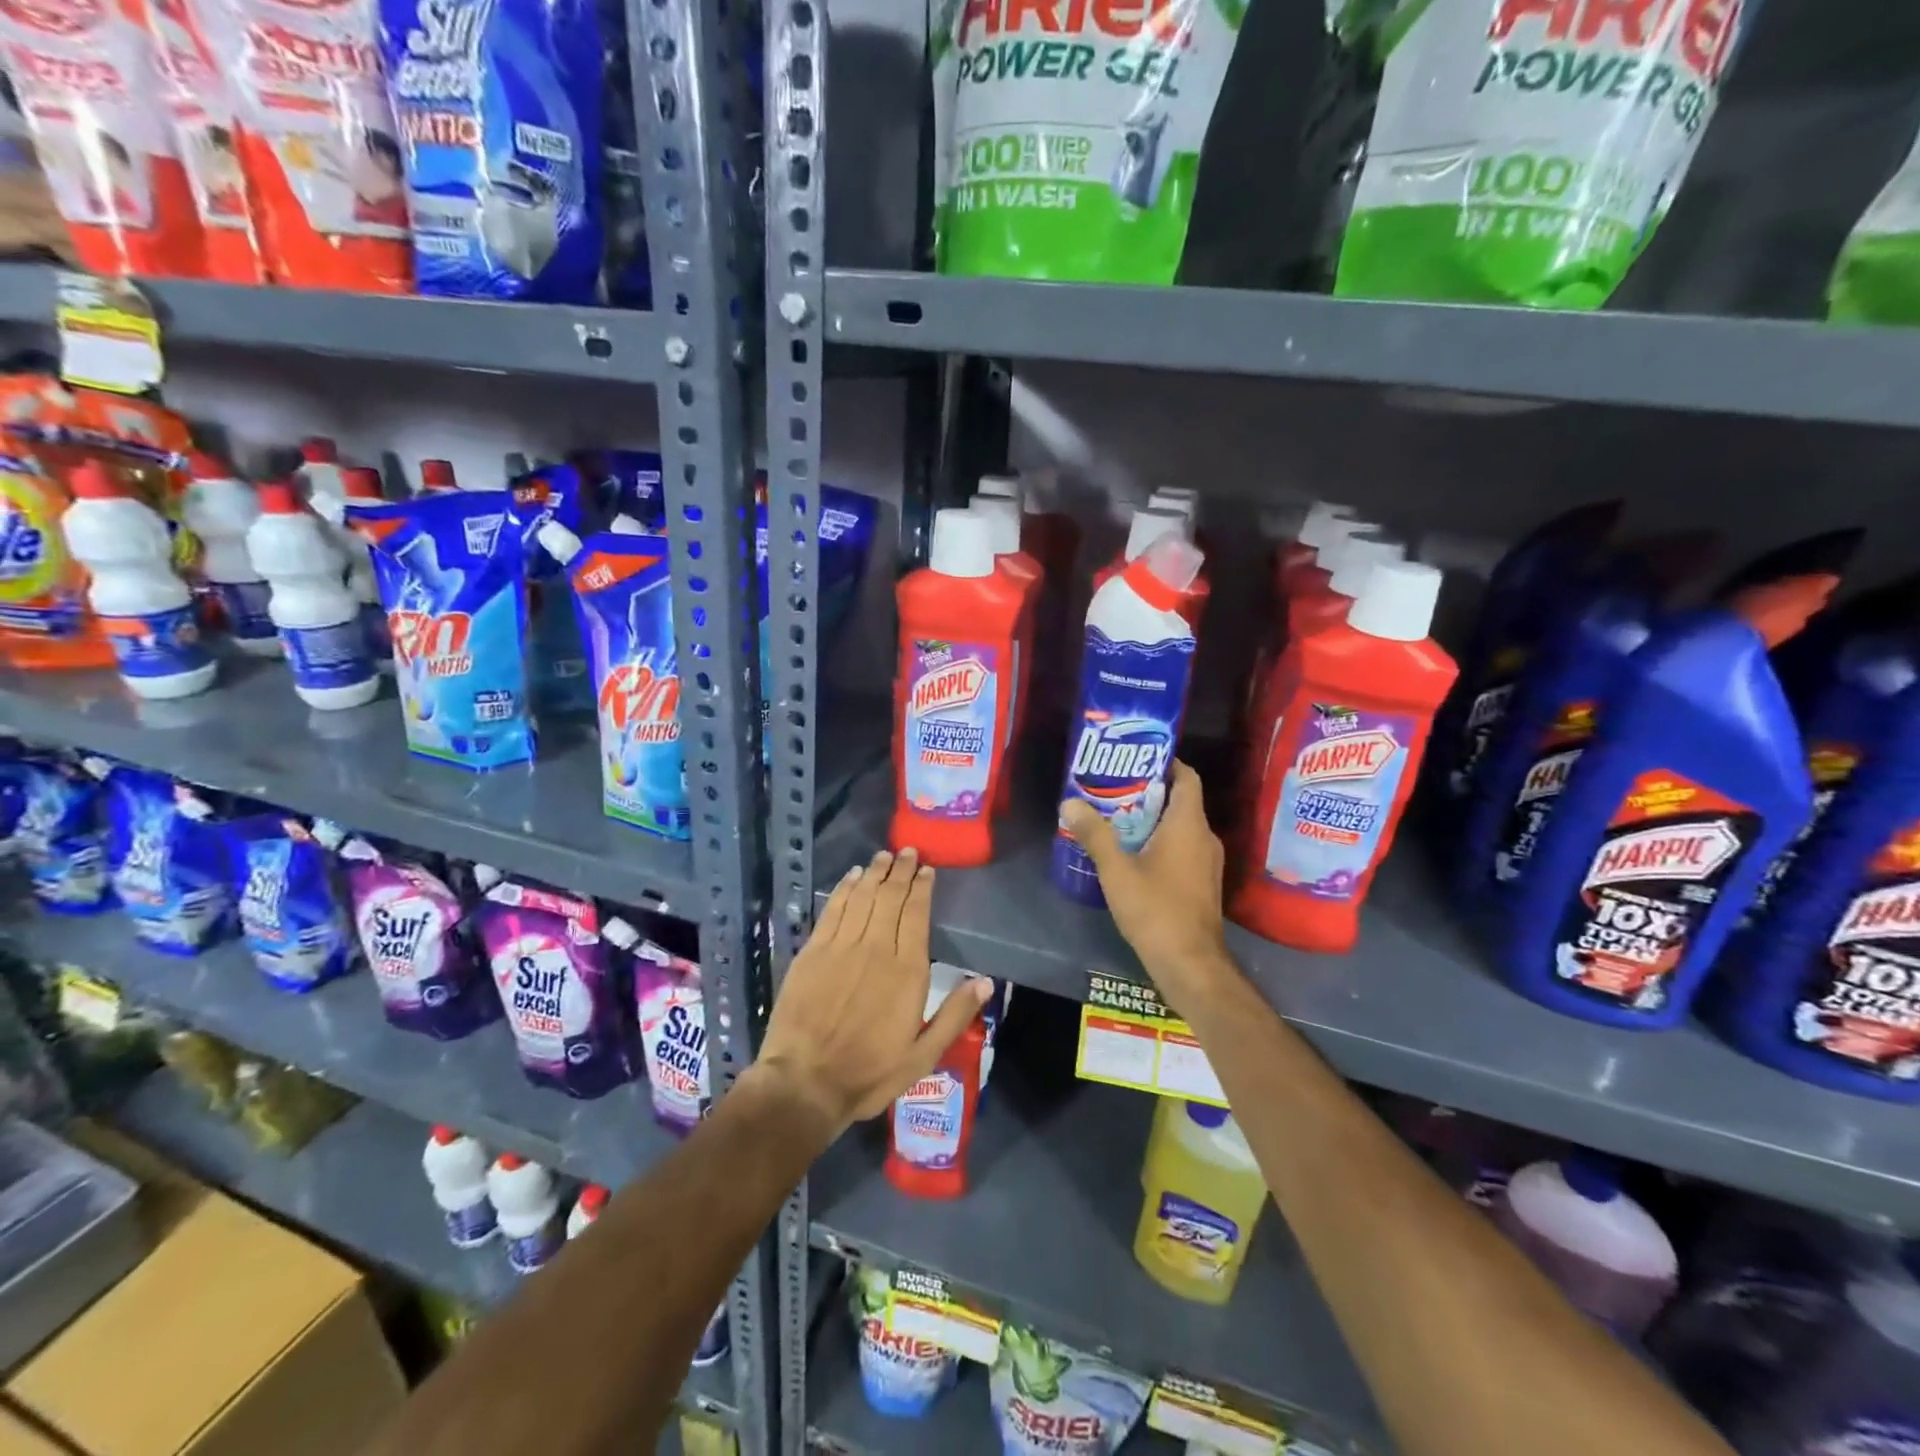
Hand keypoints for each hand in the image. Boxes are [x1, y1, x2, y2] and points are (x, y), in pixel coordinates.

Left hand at [755, 847, 992, 1139]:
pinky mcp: (813, 952)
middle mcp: (876, 949)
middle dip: (901, 871)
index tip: (927, 870)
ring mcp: (841, 947)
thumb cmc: (869, 1073)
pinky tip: (851, 877)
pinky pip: (833, 910)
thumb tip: (985, 981)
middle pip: (890, 898)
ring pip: (862, 897)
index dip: (922, 888)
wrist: (804, 1083)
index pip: (917, 915)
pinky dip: (844, 889)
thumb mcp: (923, 1056)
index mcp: (907, 971)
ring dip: (875, 873)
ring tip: (883, 856)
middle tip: (908, 852)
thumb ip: (955, 1016)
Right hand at [1060, 759, 1235, 1013]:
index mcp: (1189, 825)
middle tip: (1113, 788)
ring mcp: (1207, 862)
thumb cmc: (1155, 910)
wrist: (1190, 964)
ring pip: (1181, 826)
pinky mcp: (1203, 882)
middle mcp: (1204, 837)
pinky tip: (1132, 853)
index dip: (1166, 763)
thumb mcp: (1116, 870)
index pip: (1187, 777)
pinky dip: (1161, 841)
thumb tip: (1070, 802)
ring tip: (1116, 818)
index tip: (1135, 758)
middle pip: (1181, 800)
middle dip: (1149, 791)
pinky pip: (1183, 847)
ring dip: (1153, 819)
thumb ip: (1094, 834)